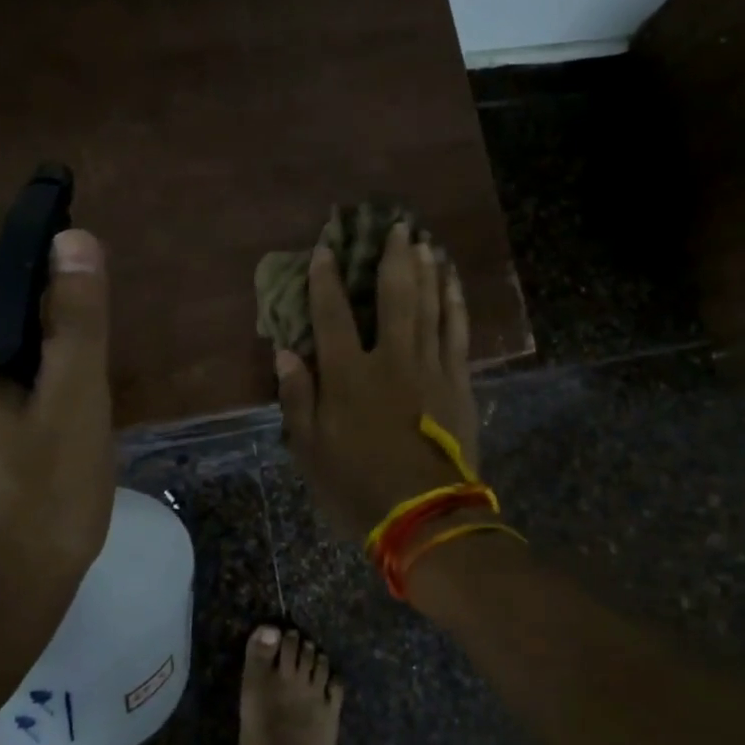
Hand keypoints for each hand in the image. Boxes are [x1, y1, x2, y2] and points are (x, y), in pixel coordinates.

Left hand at [0, 229, 113, 630]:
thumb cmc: (38, 509)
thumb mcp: (75, 406)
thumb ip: (76, 320)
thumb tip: (73, 238)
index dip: (44, 280)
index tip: (87, 317)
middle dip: (36, 338)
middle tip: (84, 387)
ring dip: (19, 376)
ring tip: (64, 424)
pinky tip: (29, 453)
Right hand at [276, 222, 481, 541]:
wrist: (426, 518)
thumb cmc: (358, 487)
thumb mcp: (310, 452)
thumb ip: (298, 398)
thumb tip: (285, 353)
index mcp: (349, 376)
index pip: (332, 315)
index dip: (326, 280)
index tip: (326, 249)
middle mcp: (391, 359)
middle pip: (394, 296)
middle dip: (392, 258)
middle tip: (396, 226)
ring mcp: (431, 368)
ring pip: (431, 306)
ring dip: (428, 271)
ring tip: (425, 243)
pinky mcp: (459, 383)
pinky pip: (458, 332)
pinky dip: (456, 304)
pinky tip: (454, 285)